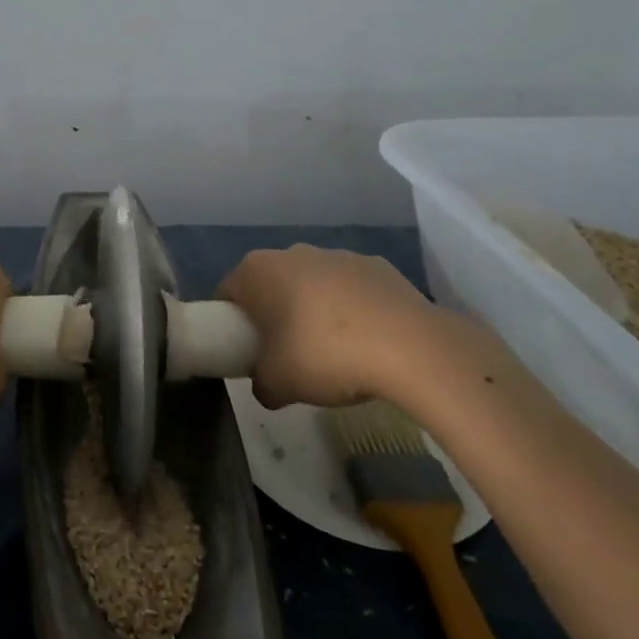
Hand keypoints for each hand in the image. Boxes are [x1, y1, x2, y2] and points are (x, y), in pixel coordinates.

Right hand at [218, 244, 485, 411]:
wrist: (410, 347)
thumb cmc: (325, 356)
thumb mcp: (278, 384)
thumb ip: (261, 384)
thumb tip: (266, 385)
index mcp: (258, 271)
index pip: (228, 293)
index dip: (230, 323)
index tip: (244, 351)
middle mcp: (293, 252)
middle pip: (271, 284)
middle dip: (273, 313)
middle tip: (284, 353)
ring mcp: (338, 255)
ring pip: (312, 283)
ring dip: (313, 309)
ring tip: (333, 350)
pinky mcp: (378, 265)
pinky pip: (352, 289)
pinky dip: (353, 309)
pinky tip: (368, 340)